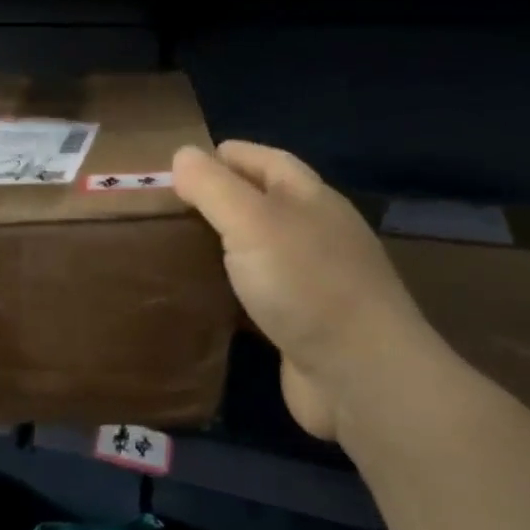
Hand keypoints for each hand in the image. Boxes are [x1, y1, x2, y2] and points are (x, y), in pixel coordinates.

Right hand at [173, 141, 434, 443]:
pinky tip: (202, 296)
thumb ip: (214, 187)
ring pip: (260, 249)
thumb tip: (181, 155)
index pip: (267, 161)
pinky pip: (259, 293)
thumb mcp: (252, 222)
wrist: (360, 375)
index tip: (183, 163)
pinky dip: (231, 289)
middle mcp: (316, 234)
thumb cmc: (306, 285)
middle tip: (169, 207)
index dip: (229, 156)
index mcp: (311, 199)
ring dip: (224, 245)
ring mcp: (313, 280)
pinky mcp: (303, 323)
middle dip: (221, 199)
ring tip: (175, 247)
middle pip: (265, 203)